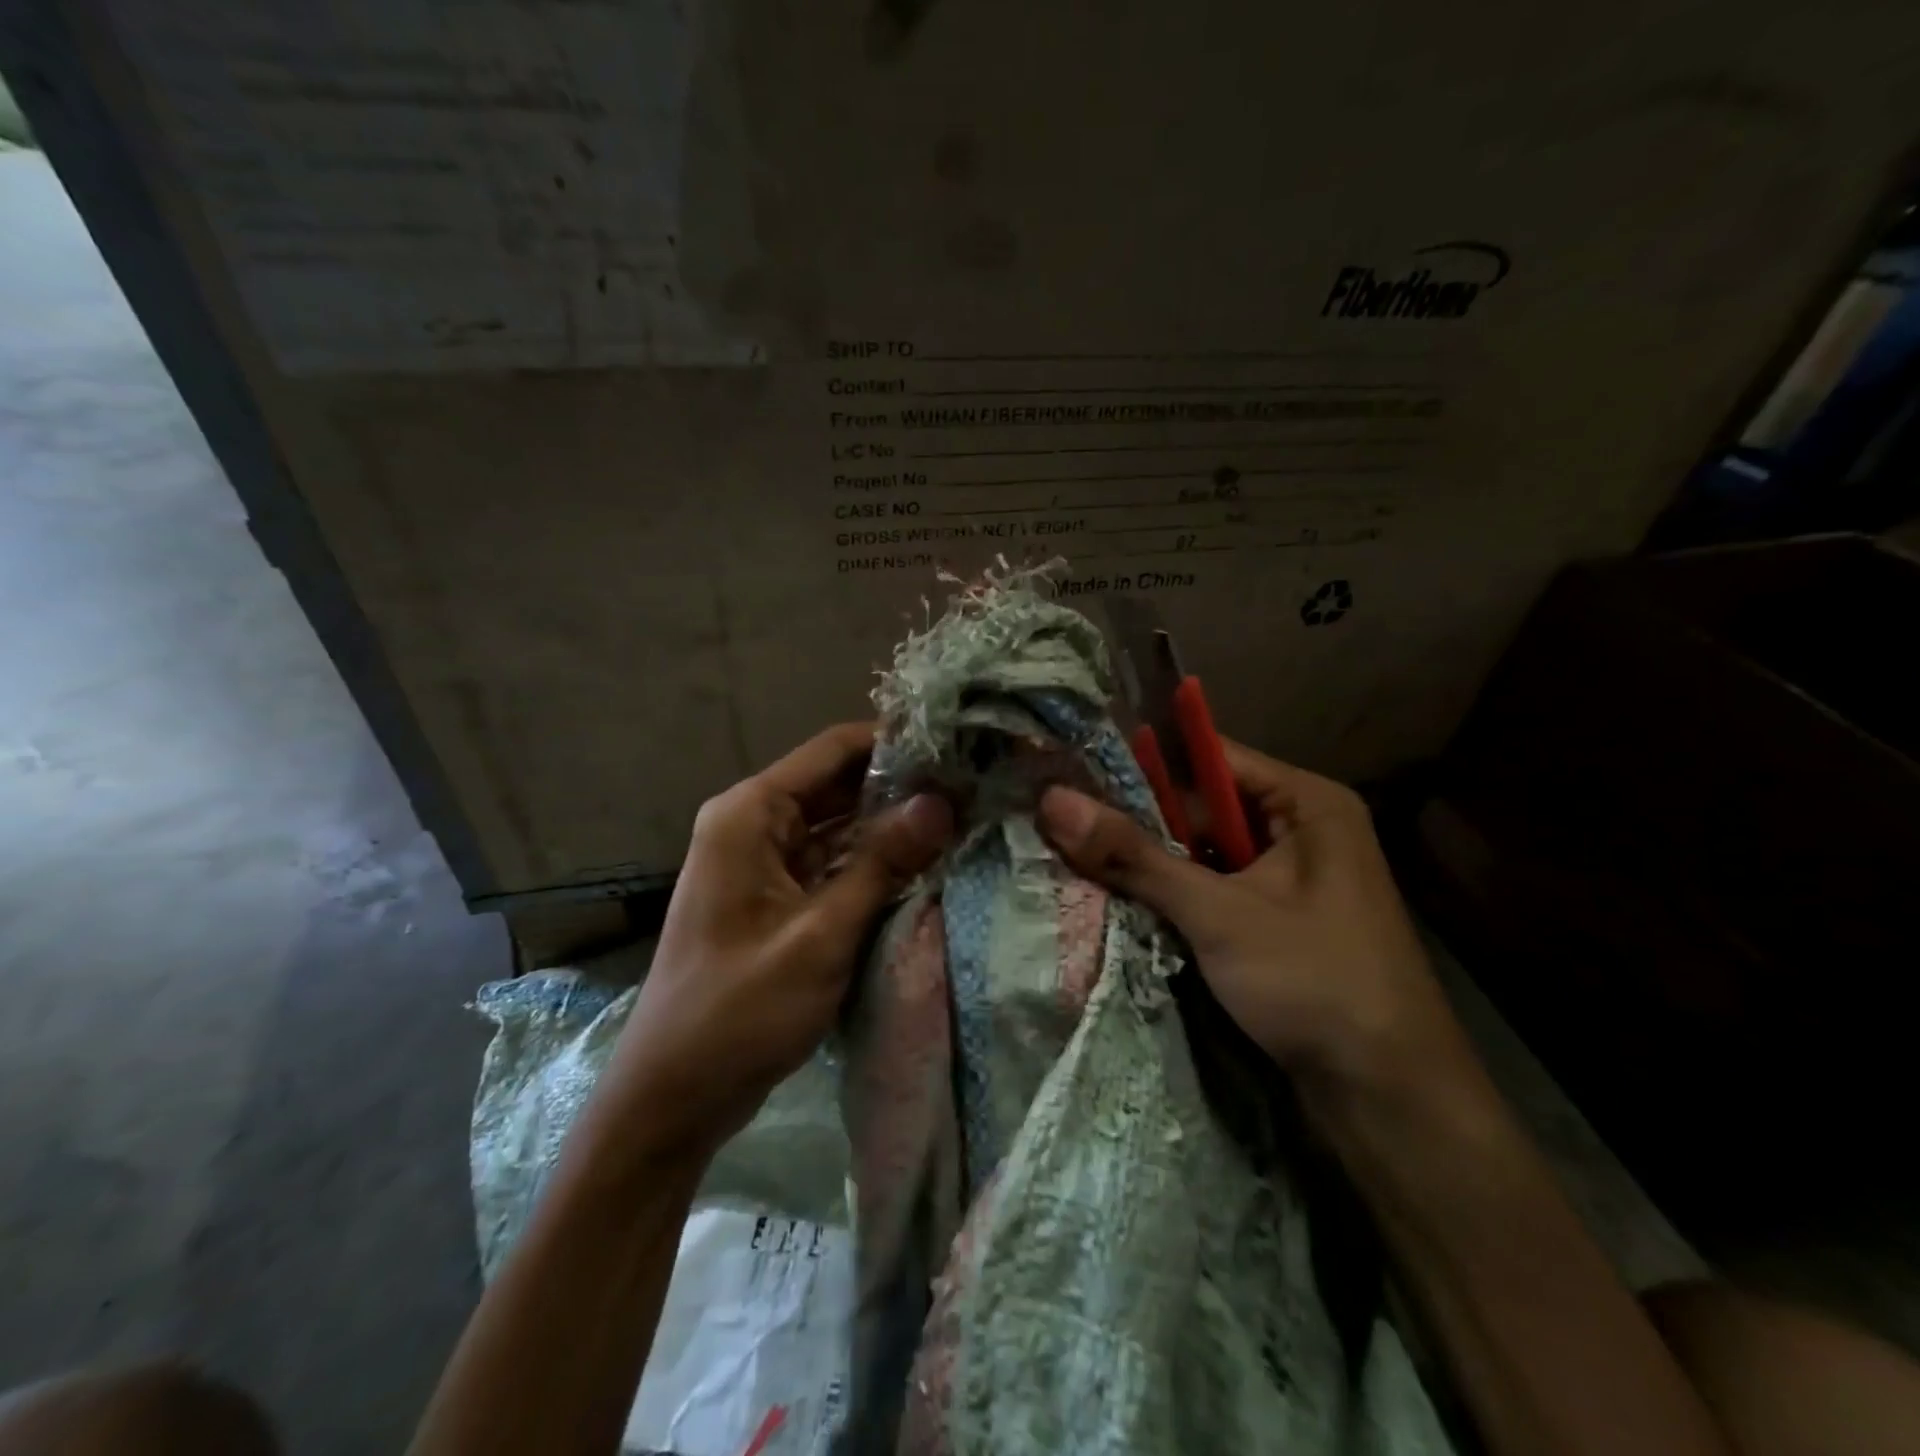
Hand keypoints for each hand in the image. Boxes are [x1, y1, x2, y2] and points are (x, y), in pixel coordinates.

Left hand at [599, 724, 952, 1160]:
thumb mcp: (821, 935)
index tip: (955, 749)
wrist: (672, 1096)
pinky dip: (870, 862)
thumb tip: (942, 802)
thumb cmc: (739, 1010)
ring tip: (961, 819)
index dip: (895, 743)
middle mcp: (752, 823)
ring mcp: (762, 862)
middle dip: (900, 787)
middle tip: (971, 788)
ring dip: (889, 825)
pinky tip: (922, 864)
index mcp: (750, 813)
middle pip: (837, 784)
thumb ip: (882, 863)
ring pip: (837, 824)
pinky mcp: (774, 896)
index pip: (833, 749)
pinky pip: (830, 862)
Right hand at [1037, 740, 1475, 1114]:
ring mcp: (1293, 880)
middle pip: (1205, 808)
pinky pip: (1217, 890)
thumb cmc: (1315, 983)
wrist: (1392, 1101)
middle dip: (1142, 822)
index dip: (1145, 764)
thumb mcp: (1218, 913)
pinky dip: (1176, 897)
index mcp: (1307, 804)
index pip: (1212, 758)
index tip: (1078, 772)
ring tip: (1081, 859)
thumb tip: (1052, 801)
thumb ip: (1134, 856)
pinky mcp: (1280, 923)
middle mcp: (1303, 830)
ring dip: (1155, 864)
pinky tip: (1126, 903)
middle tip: (1068, 824)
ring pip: (1206, 854)